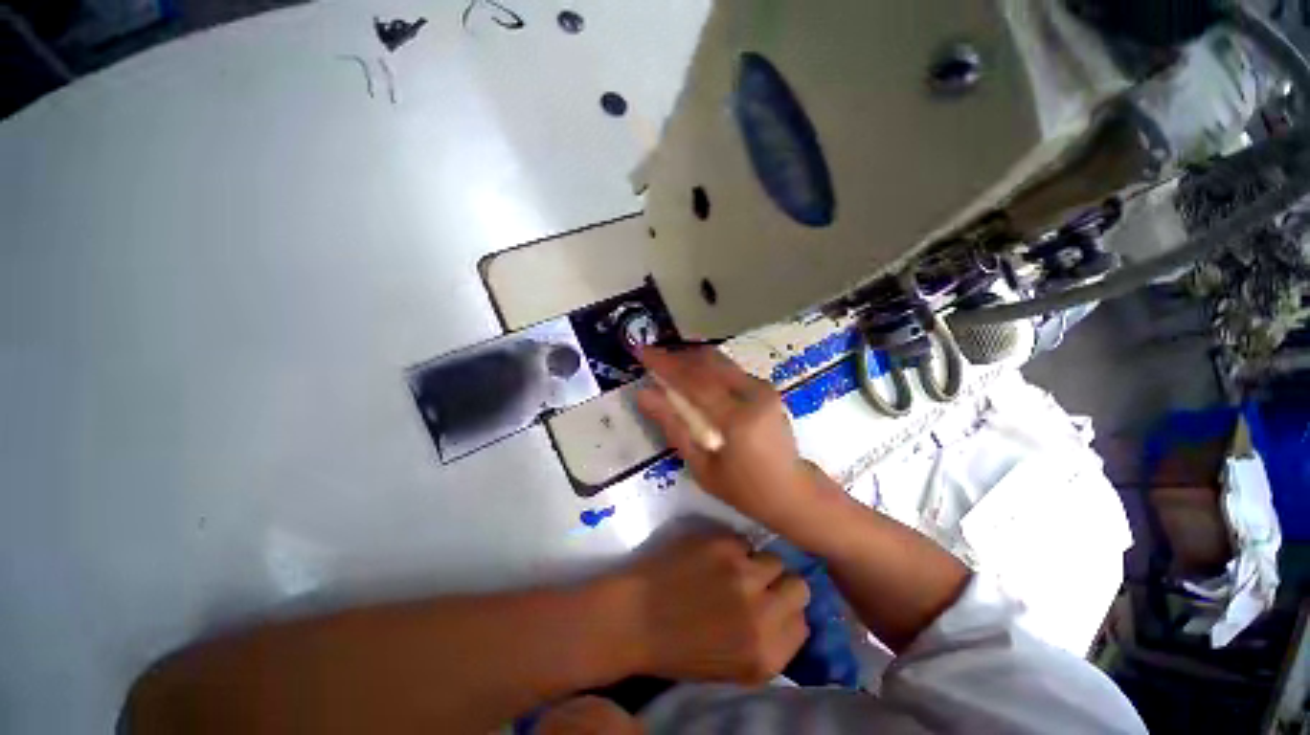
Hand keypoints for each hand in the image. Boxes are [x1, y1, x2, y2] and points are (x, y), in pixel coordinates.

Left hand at [609, 530, 809, 683]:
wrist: (635, 617)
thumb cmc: (680, 649)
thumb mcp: (734, 668)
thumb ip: (769, 644)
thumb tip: (789, 615)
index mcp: (766, 654)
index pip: (802, 623)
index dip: (786, 612)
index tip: (771, 607)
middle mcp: (762, 613)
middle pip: (798, 585)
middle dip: (781, 585)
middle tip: (759, 584)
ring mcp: (743, 573)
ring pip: (774, 558)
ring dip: (758, 564)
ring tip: (734, 569)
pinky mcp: (723, 544)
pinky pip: (745, 541)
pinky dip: (734, 549)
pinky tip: (713, 558)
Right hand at [635, 347, 825, 526]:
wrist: (792, 490)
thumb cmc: (743, 489)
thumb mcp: (701, 466)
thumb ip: (673, 426)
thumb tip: (644, 395)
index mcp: (737, 418)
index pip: (694, 380)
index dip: (665, 363)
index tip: (641, 351)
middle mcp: (753, 393)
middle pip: (707, 362)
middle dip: (676, 356)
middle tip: (652, 357)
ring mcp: (763, 387)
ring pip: (719, 360)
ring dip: (690, 359)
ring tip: (667, 363)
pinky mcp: (765, 387)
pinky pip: (729, 369)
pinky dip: (706, 367)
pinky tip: (692, 375)